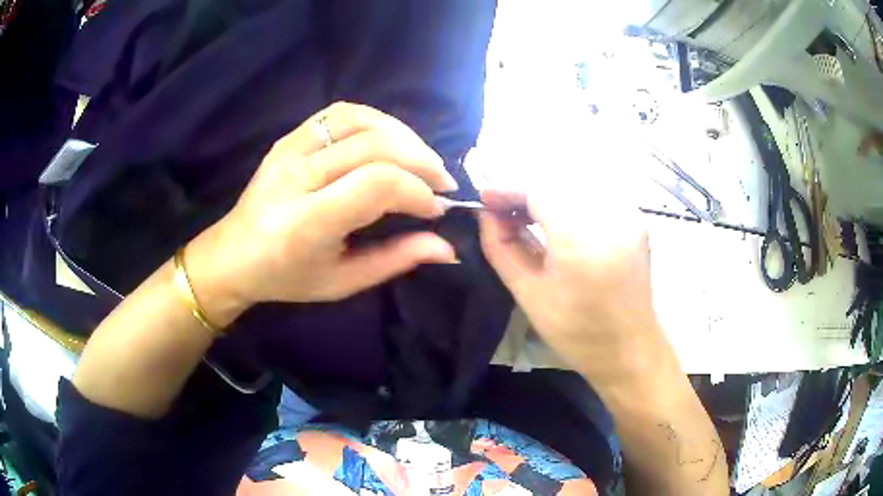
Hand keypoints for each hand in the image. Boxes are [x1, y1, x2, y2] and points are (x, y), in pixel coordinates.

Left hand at [186, 102, 459, 326]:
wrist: (233, 255)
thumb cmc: (287, 278)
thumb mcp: (343, 282)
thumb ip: (396, 260)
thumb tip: (448, 247)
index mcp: (305, 224)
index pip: (376, 185)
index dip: (417, 191)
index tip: (436, 208)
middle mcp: (295, 178)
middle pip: (374, 147)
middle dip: (421, 161)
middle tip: (442, 182)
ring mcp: (288, 151)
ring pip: (360, 121)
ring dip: (403, 135)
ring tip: (422, 159)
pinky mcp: (288, 138)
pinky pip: (339, 114)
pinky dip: (376, 120)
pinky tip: (391, 139)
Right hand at [479, 187, 669, 389]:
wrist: (630, 348)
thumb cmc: (577, 333)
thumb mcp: (529, 295)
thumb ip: (502, 248)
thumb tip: (485, 215)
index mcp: (583, 243)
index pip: (540, 190)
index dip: (508, 188)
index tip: (484, 198)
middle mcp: (610, 218)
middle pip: (558, 180)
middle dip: (525, 188)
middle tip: (503, 209)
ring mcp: (628, 215)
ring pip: (576, 181)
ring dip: (546, 191)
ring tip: (525, 213)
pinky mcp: (635, 218)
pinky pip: (594, 192)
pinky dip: (569, 196)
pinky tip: (555, 216)